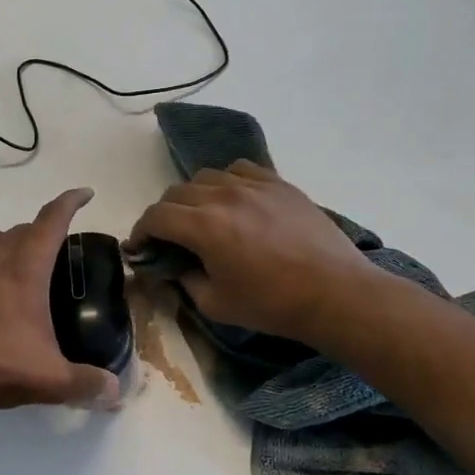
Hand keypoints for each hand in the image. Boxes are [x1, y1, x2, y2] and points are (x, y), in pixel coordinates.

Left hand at [0, 188, 121, 417]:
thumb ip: (87, 383)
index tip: (85, 194)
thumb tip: (116, 391)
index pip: (51, 221)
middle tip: (59, 254)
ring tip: (24, 269)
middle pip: (23, 229)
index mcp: (24, 268)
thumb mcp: (49, 379)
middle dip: (43, 233)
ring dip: (12, 244)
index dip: (70, 203)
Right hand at [125, 161, 374, 342]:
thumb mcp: (215, 304)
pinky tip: (234, 201)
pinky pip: (240, 169)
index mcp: (204, 227)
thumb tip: (170, 269)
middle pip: (176, 193)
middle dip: (164, 215)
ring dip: (194, 197)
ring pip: (206, 177)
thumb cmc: (272, 305)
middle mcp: (223, 196)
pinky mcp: (279, 184)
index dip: (140, 231)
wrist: (335, 294)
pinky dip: (226, 182)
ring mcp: (253, 185)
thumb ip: (184, 281)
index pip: (155, 216)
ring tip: (202, 217)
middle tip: (167, 238)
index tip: (139, 248)